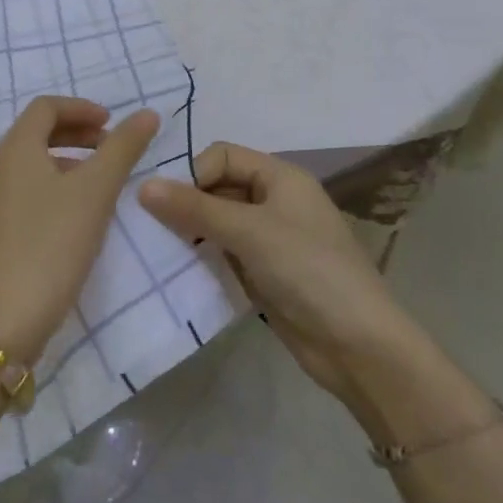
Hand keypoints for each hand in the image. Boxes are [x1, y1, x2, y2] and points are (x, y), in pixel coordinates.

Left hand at [0, 97, 159, 365]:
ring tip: (100, 184)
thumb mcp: (94, 192)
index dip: (81, 108)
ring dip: (67, 161)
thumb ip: (122, 149)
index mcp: (15, 149)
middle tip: (111, 149)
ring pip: (31, 164)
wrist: (1, 320)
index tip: (113, 124)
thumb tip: (148, 114)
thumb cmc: (51, 244)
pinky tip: (76, 217)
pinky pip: (25, 191)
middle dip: (76, 133)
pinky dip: (53, 186)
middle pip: (36, 133)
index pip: (45, 107)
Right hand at [138, 143, 429, 420]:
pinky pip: (223, 252)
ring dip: (190, 231)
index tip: (167, 202)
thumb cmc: (308, 270)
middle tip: (151, 225)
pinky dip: (202, 257)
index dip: (193, 173)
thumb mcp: (249, 231)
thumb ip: (195, 207)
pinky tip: (178, 270)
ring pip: (217, 221)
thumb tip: (142, 185)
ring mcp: (269, 238)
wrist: (359, 347)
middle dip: (186, 202)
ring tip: (158, 248)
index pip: (222, 156)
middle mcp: (274, 200)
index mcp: (280, 177)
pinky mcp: (263, 272)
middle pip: (217, 187)